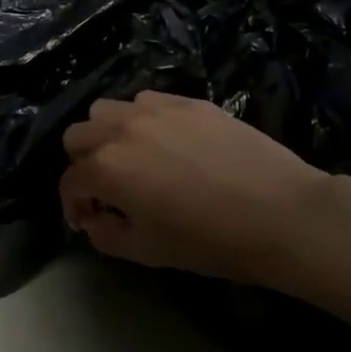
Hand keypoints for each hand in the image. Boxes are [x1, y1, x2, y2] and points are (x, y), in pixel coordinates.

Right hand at [59, 91, 330, 286]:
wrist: (281, 214)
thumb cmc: (209, 241)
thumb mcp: (147, 251)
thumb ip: (105, 235)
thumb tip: (94, 219)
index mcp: (106, 168)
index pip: (69, 183)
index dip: (71, 206)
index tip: (87, 220)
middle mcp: (122, 129)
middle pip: (77, 136)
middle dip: (82, 164)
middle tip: (105, 188)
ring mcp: (156, 109)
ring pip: (107, 109)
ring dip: (107, 134)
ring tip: (131, 157)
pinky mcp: (189, 102)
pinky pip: (147, 100)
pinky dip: (142, 119)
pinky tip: (166, 142)